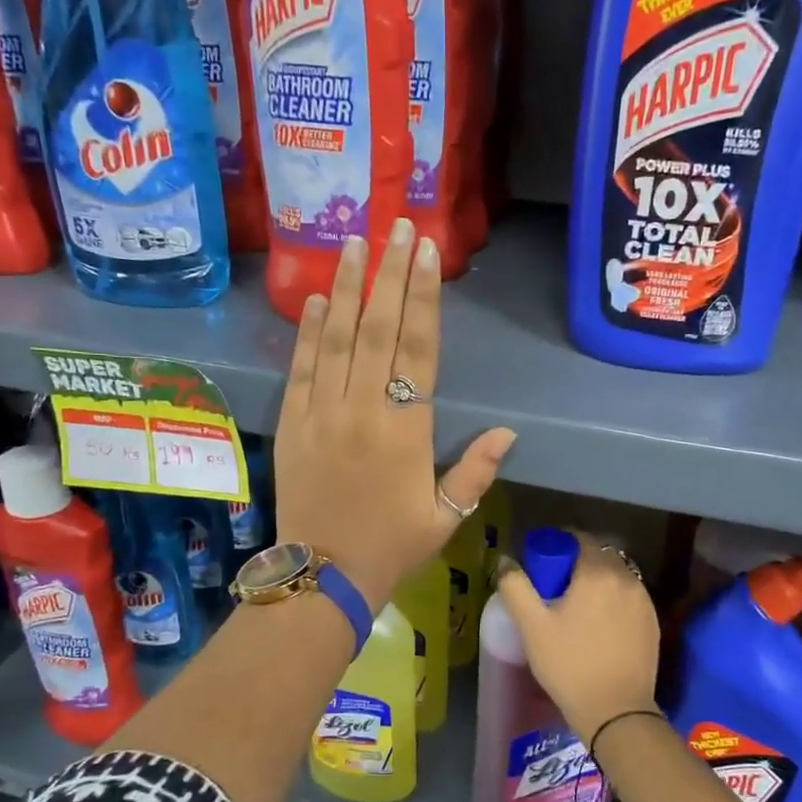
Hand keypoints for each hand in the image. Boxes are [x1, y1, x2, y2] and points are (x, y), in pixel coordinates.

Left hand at [274, 220, 516, 610]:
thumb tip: (510, 432)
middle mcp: (364, 410)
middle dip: (390, 273)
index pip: (419, 350)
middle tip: (396, 226)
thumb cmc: (391, 547)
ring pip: (337, 338)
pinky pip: (301, 368)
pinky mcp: (292, 422)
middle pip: (379, 329)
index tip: (426, 252)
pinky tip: (317, 298)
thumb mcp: (445, 517)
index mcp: (407, 431)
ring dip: (348, 288)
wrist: (322, 576)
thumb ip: (476, 471)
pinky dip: (308, 331)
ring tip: (355, 242)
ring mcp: (322, 413)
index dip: (424, 297)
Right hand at [494, 537, 660, 743]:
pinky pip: (628, 596)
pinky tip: (599, 624)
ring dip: (597, 581)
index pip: (579, 538)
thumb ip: (515, 586)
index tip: (542, 565)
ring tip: (577, 607)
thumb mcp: (532, 626)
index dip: (558, 545)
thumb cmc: (569, 665)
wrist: (616, 711)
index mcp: (597, 572)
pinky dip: (613, 599)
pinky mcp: (653, 622)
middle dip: (577, 562)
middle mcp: (626, 578)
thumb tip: (505, 561)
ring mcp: (644, 600)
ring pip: (616, 576)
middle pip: (599, 555)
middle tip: (555, 588)